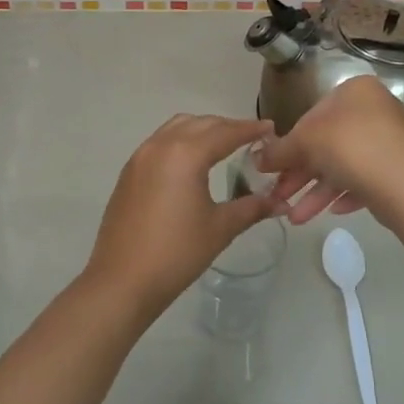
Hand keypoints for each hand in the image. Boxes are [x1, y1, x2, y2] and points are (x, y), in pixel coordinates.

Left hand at [82, 115, 281, 322]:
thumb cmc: (177, 253)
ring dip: (202, 129)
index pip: (226, 133)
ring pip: (176, 127)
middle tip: (251, 138)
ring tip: (223, 145)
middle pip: (201, 124)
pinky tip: (192, 162)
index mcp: (186, 154)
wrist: (122, 280)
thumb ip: (252, 207)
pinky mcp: (128, 172)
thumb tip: (281, 202)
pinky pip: (159, 142)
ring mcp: (140, 157)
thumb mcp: (220, 228)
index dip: (250, 129)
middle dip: (227, 126)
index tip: (270, 128)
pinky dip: (181, 141)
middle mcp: (160, 146)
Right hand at [256, 76, 403, 224]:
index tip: (273, 168)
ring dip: (316, 193)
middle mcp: (375, 110)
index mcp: (355, 91)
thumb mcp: (304, 142)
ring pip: (342, 166)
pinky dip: (343, 195)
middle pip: (326, 144)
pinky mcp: (397, 169)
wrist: (403, 184)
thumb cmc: (349, 147)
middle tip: (279, 196)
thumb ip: (279, 150)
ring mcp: (389, 141)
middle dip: (300, 175)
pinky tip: (331, 213)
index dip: (289, 144)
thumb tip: (257, 159)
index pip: (311, 115)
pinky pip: (363, 180)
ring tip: (294, 218)